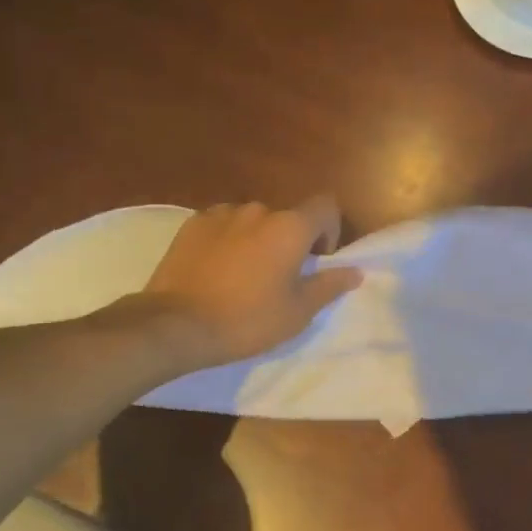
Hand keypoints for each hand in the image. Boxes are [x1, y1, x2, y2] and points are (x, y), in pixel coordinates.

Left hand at [142, 198, 362, 368]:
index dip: (330, 229)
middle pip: (287, 217)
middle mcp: (258, 210)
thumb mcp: (297, 311)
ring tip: (244, 275)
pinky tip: (216, 271)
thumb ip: (329, 285)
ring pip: (252, 221)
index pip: (325, 206)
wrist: (176, 324)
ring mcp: (221, 214)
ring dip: (257, 239)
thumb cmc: (247, 320)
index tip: (318, 260)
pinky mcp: (192, 224)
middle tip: (280, 277)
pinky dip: (228, 241)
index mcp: (290, 227)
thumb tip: (355, 271)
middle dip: (290, 240)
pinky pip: (223, 226)